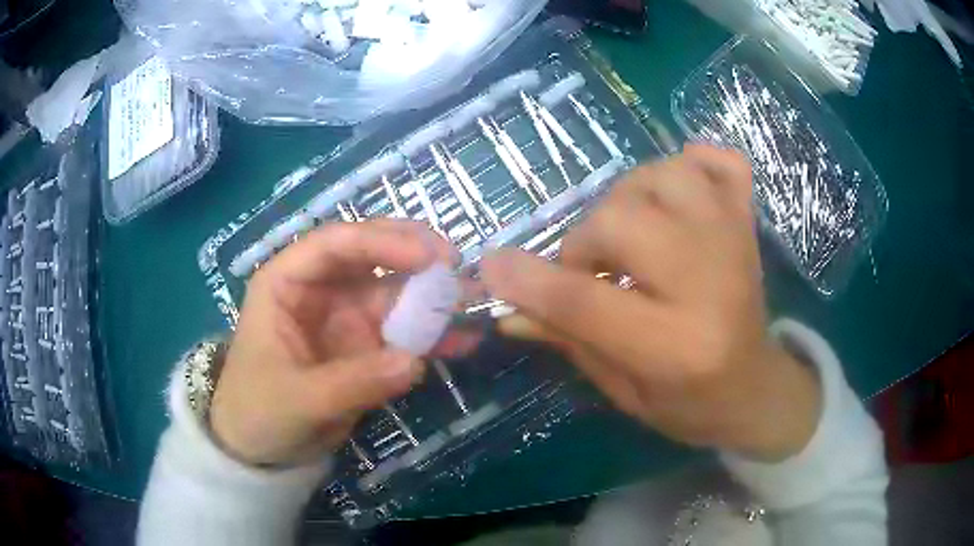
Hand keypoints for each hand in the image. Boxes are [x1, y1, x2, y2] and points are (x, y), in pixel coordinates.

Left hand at [210, 220, 453, 465]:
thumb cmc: (259, 412)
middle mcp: (320, 290)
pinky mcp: (367, 346)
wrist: (262, 450)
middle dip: (414, 256)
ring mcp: (347, 317)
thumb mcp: (298, 399)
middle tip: (457, 267)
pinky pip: (405, 332)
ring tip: (474, 306)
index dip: (382, 241)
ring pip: (396, 293)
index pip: (334, 244)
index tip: (430, 256)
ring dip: (433, 297)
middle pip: (371, 256)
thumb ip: (353, 381)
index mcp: (286, 282)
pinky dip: (433, 335)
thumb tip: (415, 362)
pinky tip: (463, 341)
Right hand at [481, 145, 820, 460]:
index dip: (528, 280)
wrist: (757, 388)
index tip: (492, 266)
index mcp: (676, 347)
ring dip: (629, 198)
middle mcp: (710, 283)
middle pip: (621, 221)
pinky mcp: (748, 221)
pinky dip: (694, 163)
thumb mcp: (623, 390)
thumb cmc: (689, 403)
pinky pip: (719, 162)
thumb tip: (508, 304)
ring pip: (662, 176)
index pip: (586, 302)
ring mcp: (735, 241)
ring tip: (631, 235)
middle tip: (591, 272)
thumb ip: (568, 339)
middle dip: (585, 242)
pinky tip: (679, 193)